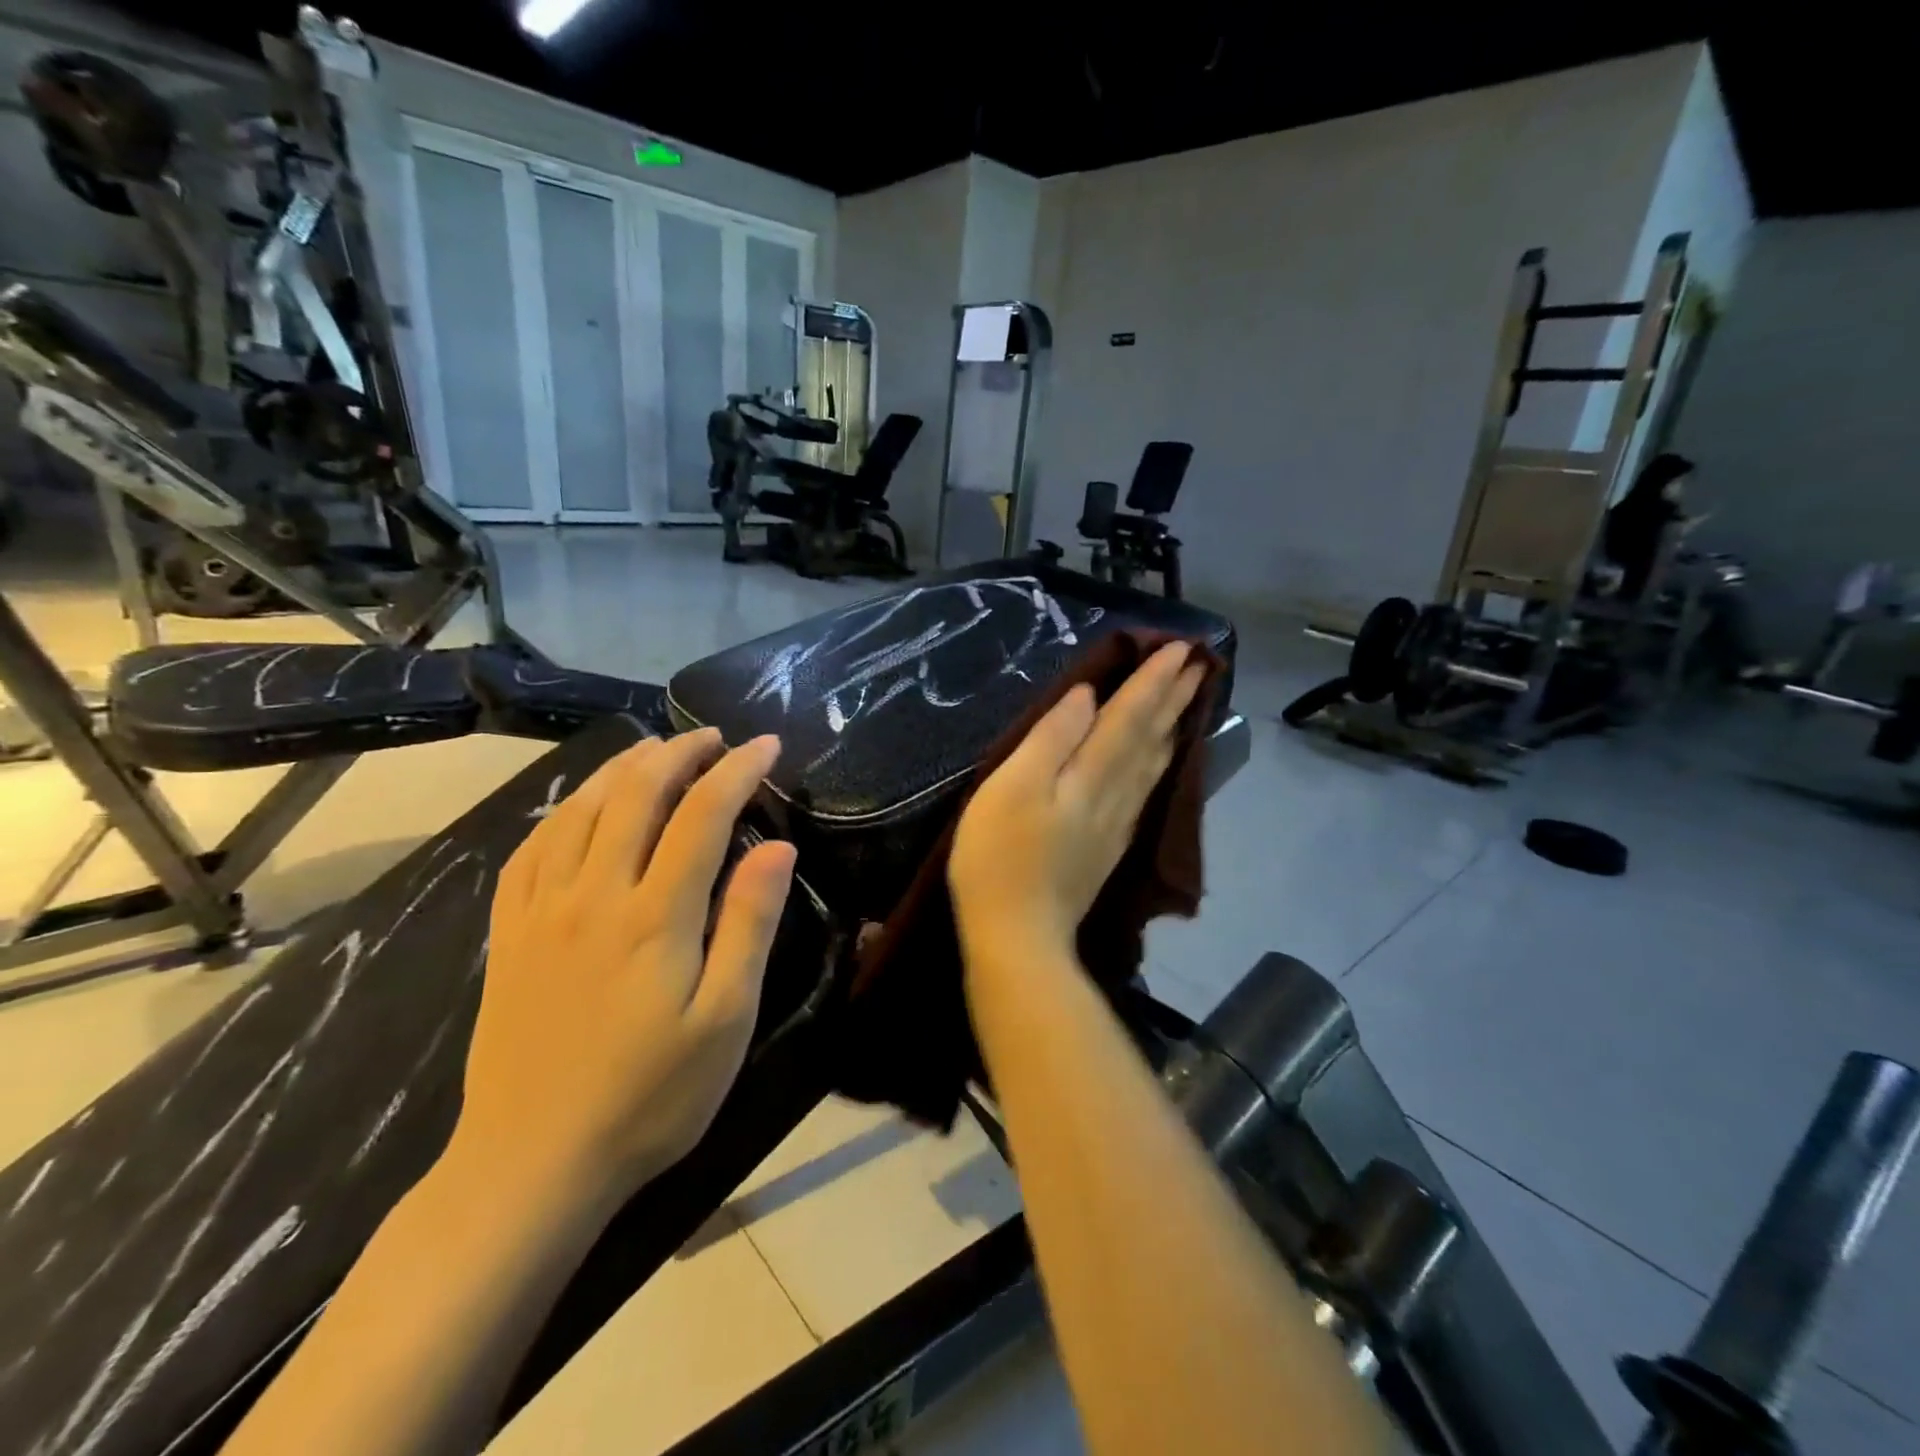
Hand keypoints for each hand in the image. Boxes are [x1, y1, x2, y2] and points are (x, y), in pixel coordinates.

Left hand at [454, 730, 795, 1209]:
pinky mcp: (508, 933)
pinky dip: (564, 809)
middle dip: (680, 753)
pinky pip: (532, 847)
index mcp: (655, 915)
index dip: (738, 771)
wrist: (532, 1166)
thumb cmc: (650, 1097)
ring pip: (581, 809)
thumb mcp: (724, 1020)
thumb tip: (777, 848)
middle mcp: (594, 894)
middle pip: (636, 794)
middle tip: (713, 737)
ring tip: (656, 750)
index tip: (767, 746)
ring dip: (623, 767)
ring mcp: (542, 910)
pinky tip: (580, 805)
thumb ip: (749, 925)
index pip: (703, 814)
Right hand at [950, 641, 1205, 969]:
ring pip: (1153, 766)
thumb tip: (1088, 698)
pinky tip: (1159, 764)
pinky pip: (1144, 792)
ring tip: (1187, 704)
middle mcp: (1114, 795)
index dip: (1153, 680)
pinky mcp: (1108, 848)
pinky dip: (1158, 766)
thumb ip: (1052, 738)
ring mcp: (1115, 825)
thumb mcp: (1012, 786)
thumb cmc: (1001, 856)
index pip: (1130, 716)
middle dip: (1173, 698)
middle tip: (1201, 664)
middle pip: (1150, 738)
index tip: (1180, 647)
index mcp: (1090, 774)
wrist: (1018, 935)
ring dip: (1172, 729)